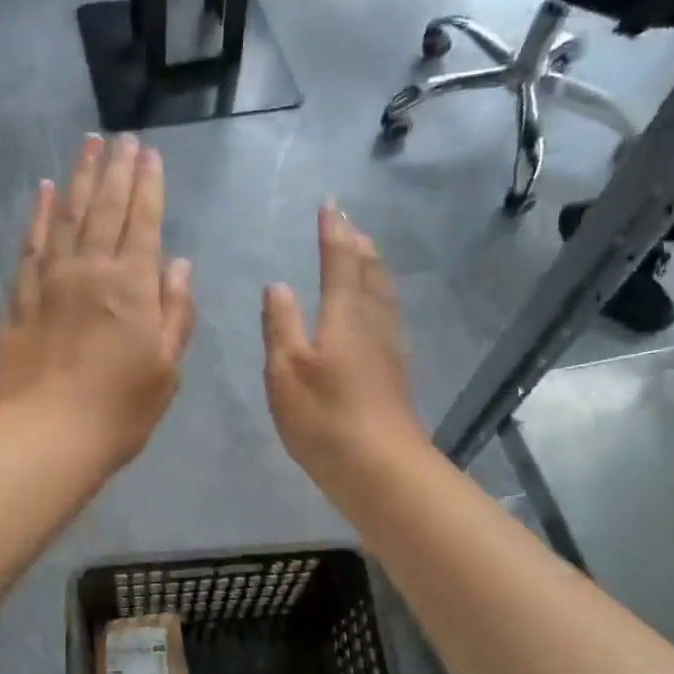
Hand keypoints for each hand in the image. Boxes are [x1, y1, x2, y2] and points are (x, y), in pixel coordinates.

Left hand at [0, 135, 196, 469]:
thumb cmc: (119, 409)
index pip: (143, 222)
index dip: (148, 186)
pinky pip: (31, 244)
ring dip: (80, 177)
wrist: (45, 436)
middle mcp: (91, 270)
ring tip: (88, 145)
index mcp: (132, 286)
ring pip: (67, 215)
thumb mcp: (167, 368)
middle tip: (122, 138)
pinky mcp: (21, 297)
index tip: (149, 154)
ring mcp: (51, 280)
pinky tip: (43, 190)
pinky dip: (38, 214)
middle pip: (105, 208)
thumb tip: (178, 265)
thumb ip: (176, 312)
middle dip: (117, 170)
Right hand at [262, 203, 426, 483]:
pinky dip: (380, 296)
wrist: (380, 468)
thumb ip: (280, 325)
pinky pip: (388, 316)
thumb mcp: (286, 370)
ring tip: (365, 252)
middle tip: (348, 223)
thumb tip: (278, 286)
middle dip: (357, 244)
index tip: (329, 206)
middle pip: (370, 273)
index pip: (340, 262)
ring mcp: (389, 349)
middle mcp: (372, 324)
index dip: (333, 233)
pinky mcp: (395, 372)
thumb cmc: (324, 417)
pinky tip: (377, 310)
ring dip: (373, 267)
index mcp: (345, 317)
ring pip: (384, 294)